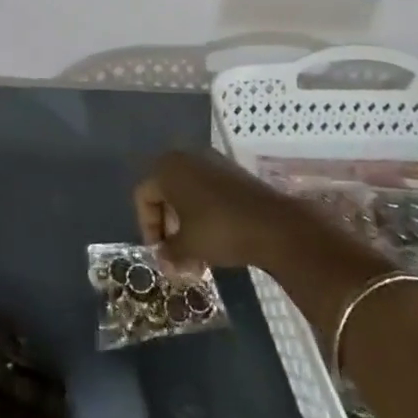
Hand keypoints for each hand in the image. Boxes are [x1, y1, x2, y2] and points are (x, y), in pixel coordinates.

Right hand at [134, 147, 306, 272]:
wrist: (274, 225)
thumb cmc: (220, 230)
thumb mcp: (187, 246)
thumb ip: (168, 252)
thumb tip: (162, 259)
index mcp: (168, 169)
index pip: (144, 197)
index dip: (147, 228)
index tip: (160, 253)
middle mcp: (186, 158)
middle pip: (165, 193)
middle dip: (168, 227)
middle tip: (176, 254)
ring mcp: (212, 162)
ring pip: (188, 194)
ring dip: (186, 224)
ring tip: (196, 255)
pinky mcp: (233, 172)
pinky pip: (207, 191)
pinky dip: (204, 213)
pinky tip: (214, 241)